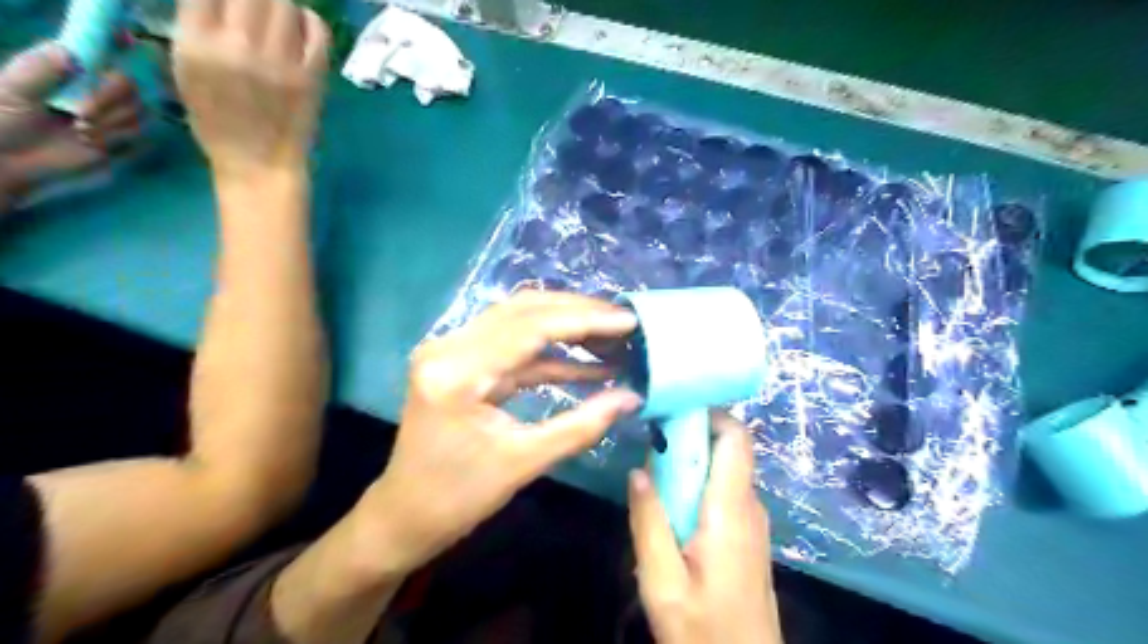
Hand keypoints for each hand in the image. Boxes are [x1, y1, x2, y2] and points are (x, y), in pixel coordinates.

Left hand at [0, 43, 145, 211]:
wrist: (9, 161)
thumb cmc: (2, 120)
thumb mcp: (12, 90)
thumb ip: (40, 70)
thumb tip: (71, 53)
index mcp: (67, 68)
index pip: (97, 48)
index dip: (113, 41)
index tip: (127, 38)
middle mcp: (94, 87)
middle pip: (127, 84)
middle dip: (109, 99)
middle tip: (83, 113)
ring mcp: (111, 114)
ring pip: (136, 111)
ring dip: (111, 122)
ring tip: (81, 130)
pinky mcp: (123, 140)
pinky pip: (139, 134)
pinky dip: (117, 138)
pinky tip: (93, 142)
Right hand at [173, 0, 330, 177]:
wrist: (260, 164)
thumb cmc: (218, 123)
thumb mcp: (186, 70)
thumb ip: (196, 27)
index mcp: (197, 44)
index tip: (230, 3)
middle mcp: (239, 47)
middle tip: (255, 8)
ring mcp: (281, 62)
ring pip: (283, 3)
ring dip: (279, 5)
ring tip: (276, 17)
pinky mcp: (312, 77)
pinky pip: (318, 30)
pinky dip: (310, 21)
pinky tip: (301, 28)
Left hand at [363, 292, 640, 568]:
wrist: (405, 515)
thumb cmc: (457, 498)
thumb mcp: (524, 463)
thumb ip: (582, 426)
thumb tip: (632, 398)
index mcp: (457, 372)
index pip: (529, 327)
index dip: (584, 320)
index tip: (628, 320)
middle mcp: (448, 347)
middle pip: (522, 310)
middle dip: (577, 311)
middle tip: (623, 320)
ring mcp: (451, 351)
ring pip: (518, 320)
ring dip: (565, 324)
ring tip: (611, 332)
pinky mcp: (461, 362)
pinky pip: (512, 345)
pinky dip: (550, 351)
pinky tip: (587, 360)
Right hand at [633, 413, 785, 643]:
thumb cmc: (703, 629)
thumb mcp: (662, 580)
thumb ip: (649, 521)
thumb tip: (639, 470)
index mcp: (730, 510)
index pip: (736, 438)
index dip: (710, 413)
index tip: (673, 409)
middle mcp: (749, 507)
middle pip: (728, 450)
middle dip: (691, 437)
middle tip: (652, 440)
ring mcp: (752, 522)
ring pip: (725, 472)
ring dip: (692, 463)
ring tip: (655, 469)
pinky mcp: (748, 536)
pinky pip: (725, 494)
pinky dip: (699, 485)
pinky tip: (672, 504)